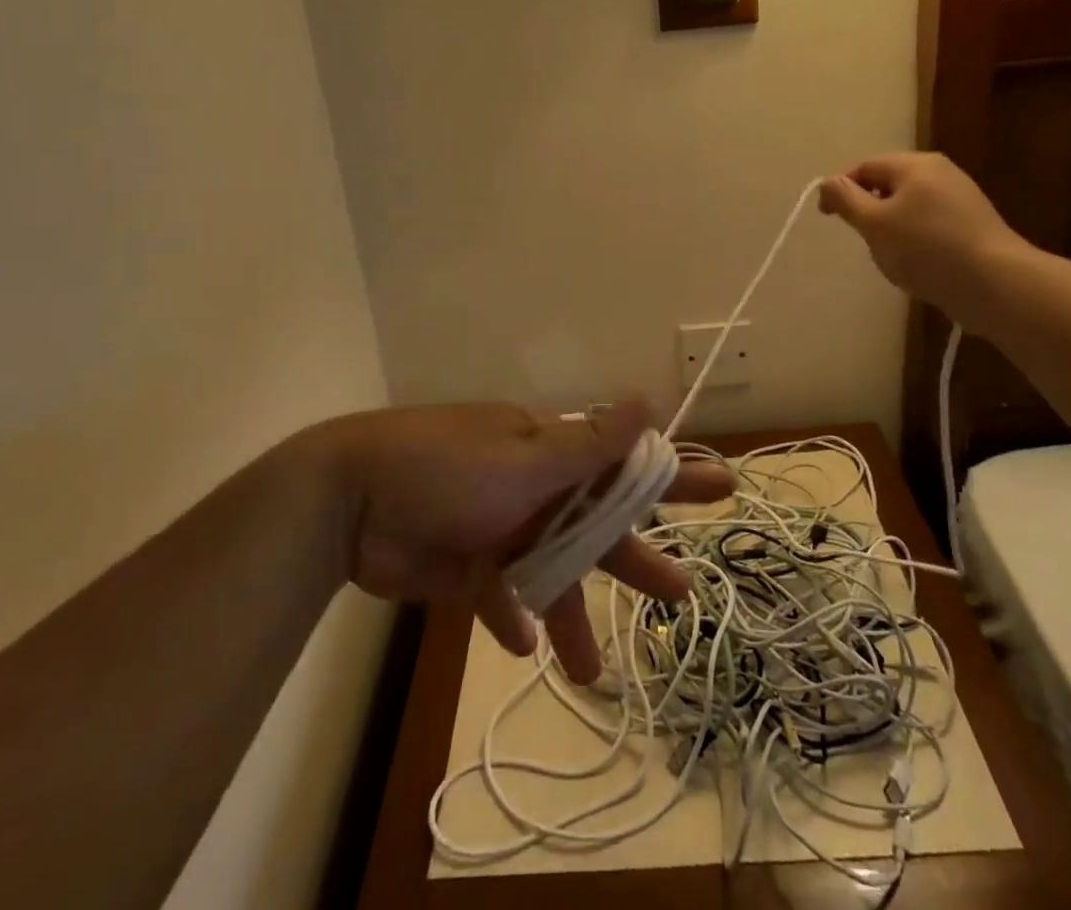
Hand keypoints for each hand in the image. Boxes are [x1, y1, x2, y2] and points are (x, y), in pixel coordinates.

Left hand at [319, 400, 733, 683]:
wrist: (351, 503)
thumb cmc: (448, 468)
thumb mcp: (525, 456)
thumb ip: (589, 443)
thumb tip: (648, 399)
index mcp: (548, 451)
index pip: (623, 463)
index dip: (670, 476)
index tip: (719, 486)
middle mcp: (532, 486)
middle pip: (596, 526)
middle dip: (634, 556)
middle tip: (682, 592)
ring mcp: (500, 527)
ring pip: (551, 574)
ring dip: (572, 615)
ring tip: (593, 671)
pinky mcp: (467, 566)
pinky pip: (500, 597)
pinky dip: (511, 618)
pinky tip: (521, 643)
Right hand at [819, 152, 1028, 329]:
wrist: (996, 284)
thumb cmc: (926, 248)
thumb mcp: (874, 223)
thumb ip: (846, 199)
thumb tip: (828, 182)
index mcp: (915, 165)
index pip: (864, 167)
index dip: (840, 189)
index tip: (827, 217)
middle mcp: (940, 172)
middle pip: (888, 185)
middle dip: (869, 211)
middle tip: (865, 240)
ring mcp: (961, 197)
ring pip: (909, 207)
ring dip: (892, 228)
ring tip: (894, 257)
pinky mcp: (973, 224)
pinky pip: (930, 223)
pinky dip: (916, 239)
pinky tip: (920, 264)